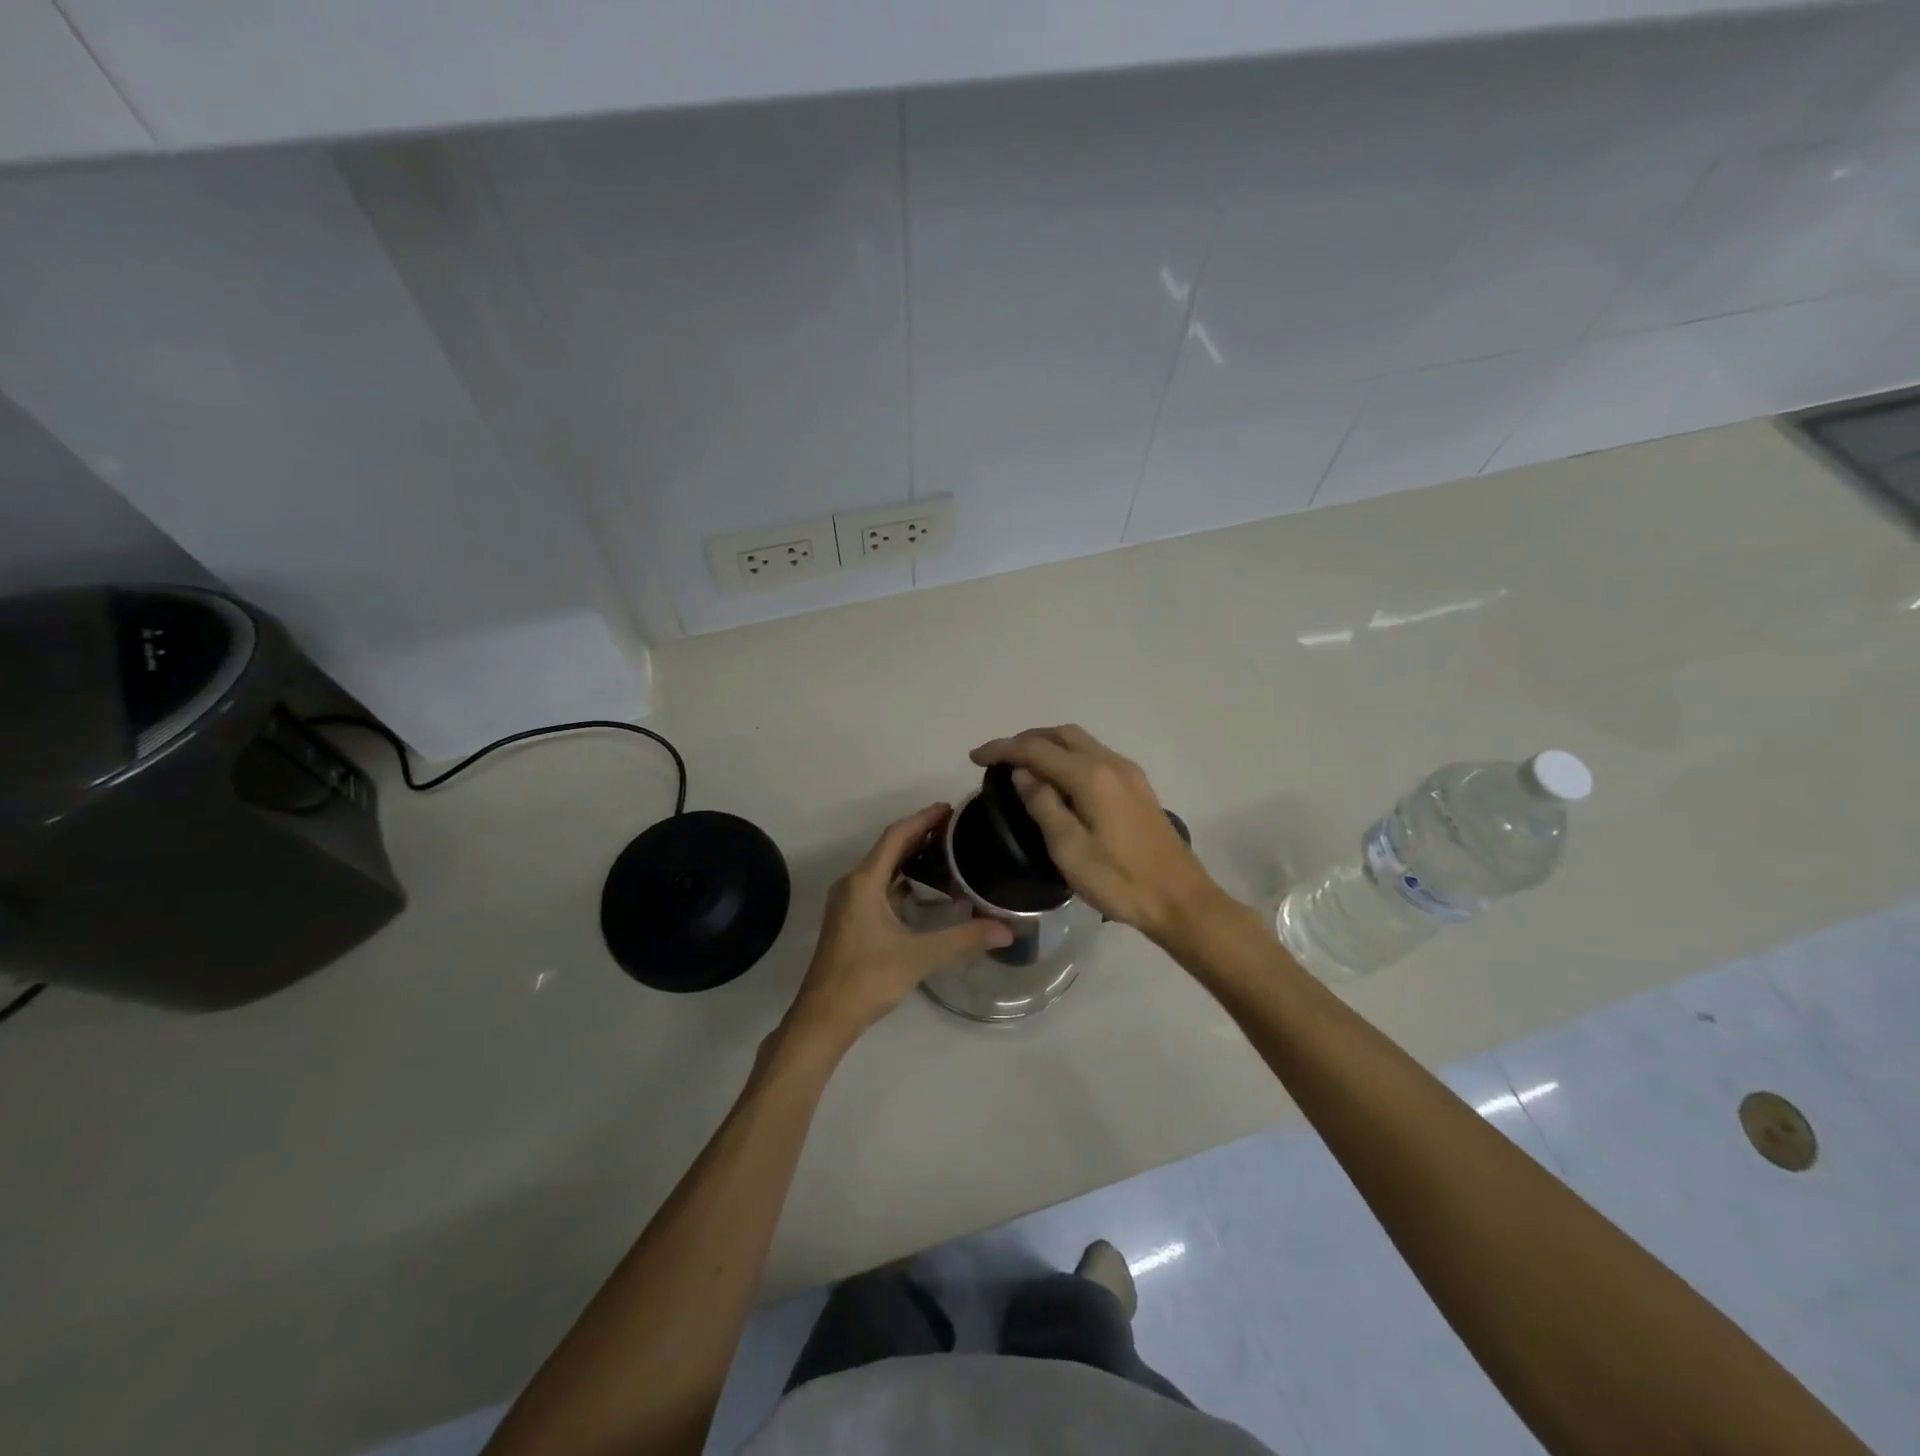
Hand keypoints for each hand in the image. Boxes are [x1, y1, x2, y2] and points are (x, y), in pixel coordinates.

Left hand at [786, 803, 1011, 1049]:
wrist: (823, 1018)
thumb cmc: (867, 979)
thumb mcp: (920, 956)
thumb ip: (964, 939)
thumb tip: (1007, 929)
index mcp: (864, 882)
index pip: (895, 836)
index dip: (922, 819)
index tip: (950, 809)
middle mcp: (852, 885)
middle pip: (888, 848)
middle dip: (919, 834)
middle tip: (955, 829)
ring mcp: (847, 903)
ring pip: (881, 868)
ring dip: (909, 857)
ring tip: (944, 854)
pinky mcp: (848, 920)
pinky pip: (877, 886)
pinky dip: (900, 880)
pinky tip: (923, 891)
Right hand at [970, 725, 1223, 942]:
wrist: (1180, 900)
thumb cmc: (1120, 880)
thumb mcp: (1069, 849)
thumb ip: (1043, 804)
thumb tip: (1022, 774)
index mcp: (1091, 776)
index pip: (1037, 749)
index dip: (1003, 749)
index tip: (975, 757)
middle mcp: (1111, 763)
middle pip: (1061, 734)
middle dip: (1026, 739)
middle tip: (998, 758)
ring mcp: (1129, 774)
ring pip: (1080, 742)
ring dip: (1048, 745)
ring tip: (1022, 766)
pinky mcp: (1137, 788)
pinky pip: (1094, 756)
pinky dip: (1068, 757)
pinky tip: (1058, 780)